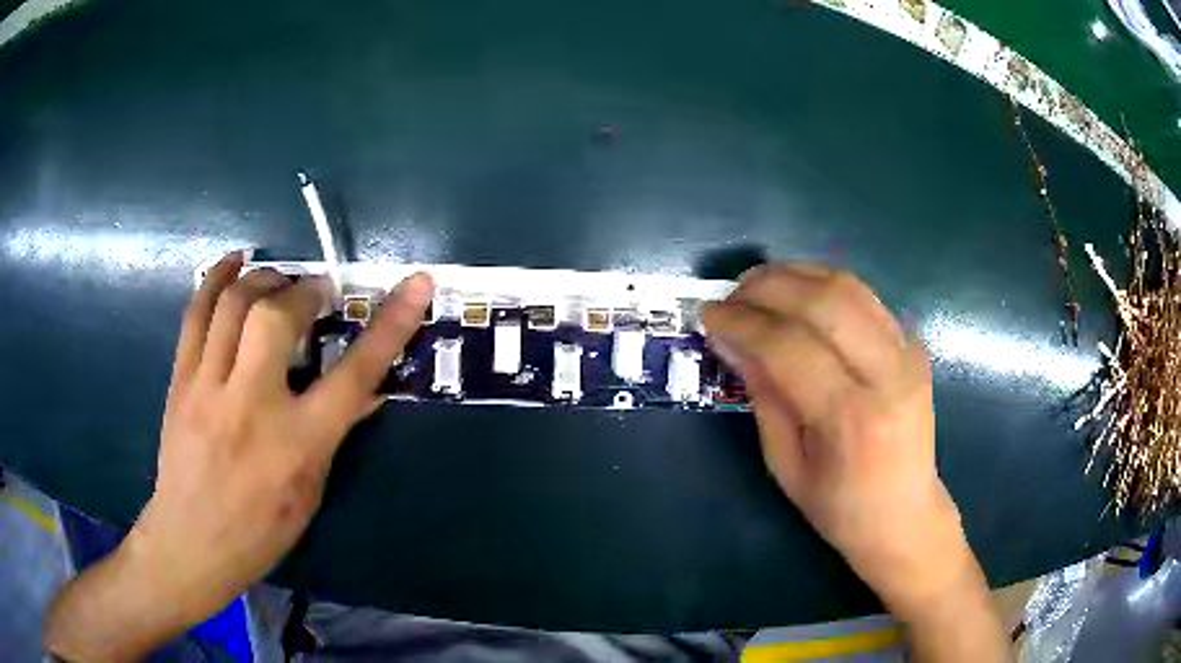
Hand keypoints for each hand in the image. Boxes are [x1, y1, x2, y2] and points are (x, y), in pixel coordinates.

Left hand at [44, 251, 434, 659]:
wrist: (191, 541)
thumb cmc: (260, 530)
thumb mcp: (311, 491)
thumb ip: (333, 433)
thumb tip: (365, 391)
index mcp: (297, 444)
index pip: (354, 374)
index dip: (391, 325)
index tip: (416, 284)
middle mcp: (251, 405)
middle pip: (277, 317)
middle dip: (304, 290)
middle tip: (316, 292)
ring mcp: (208, 387)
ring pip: (234, 304)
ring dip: (264, 278)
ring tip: (279, 280)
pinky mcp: (181, 379)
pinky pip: (196, 312)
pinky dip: (217, 276)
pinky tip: (235, 261)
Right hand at [702, 265, 968, 618]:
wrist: (905, 514)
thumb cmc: (841, 508)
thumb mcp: (786, 466)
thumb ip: (764, 397)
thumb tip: (734, 341)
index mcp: (852, 419)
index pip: (791, 347)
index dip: (744, 323)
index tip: (709, 316)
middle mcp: (888, 375)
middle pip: (825, 301)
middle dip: (768, 287)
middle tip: (732, 295)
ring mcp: (909, 354)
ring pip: (849, 287)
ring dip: (796, 276)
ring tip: (759, 287)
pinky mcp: (914, 346)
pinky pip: (865, 298)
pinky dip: (824, 286)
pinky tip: (798, 296)